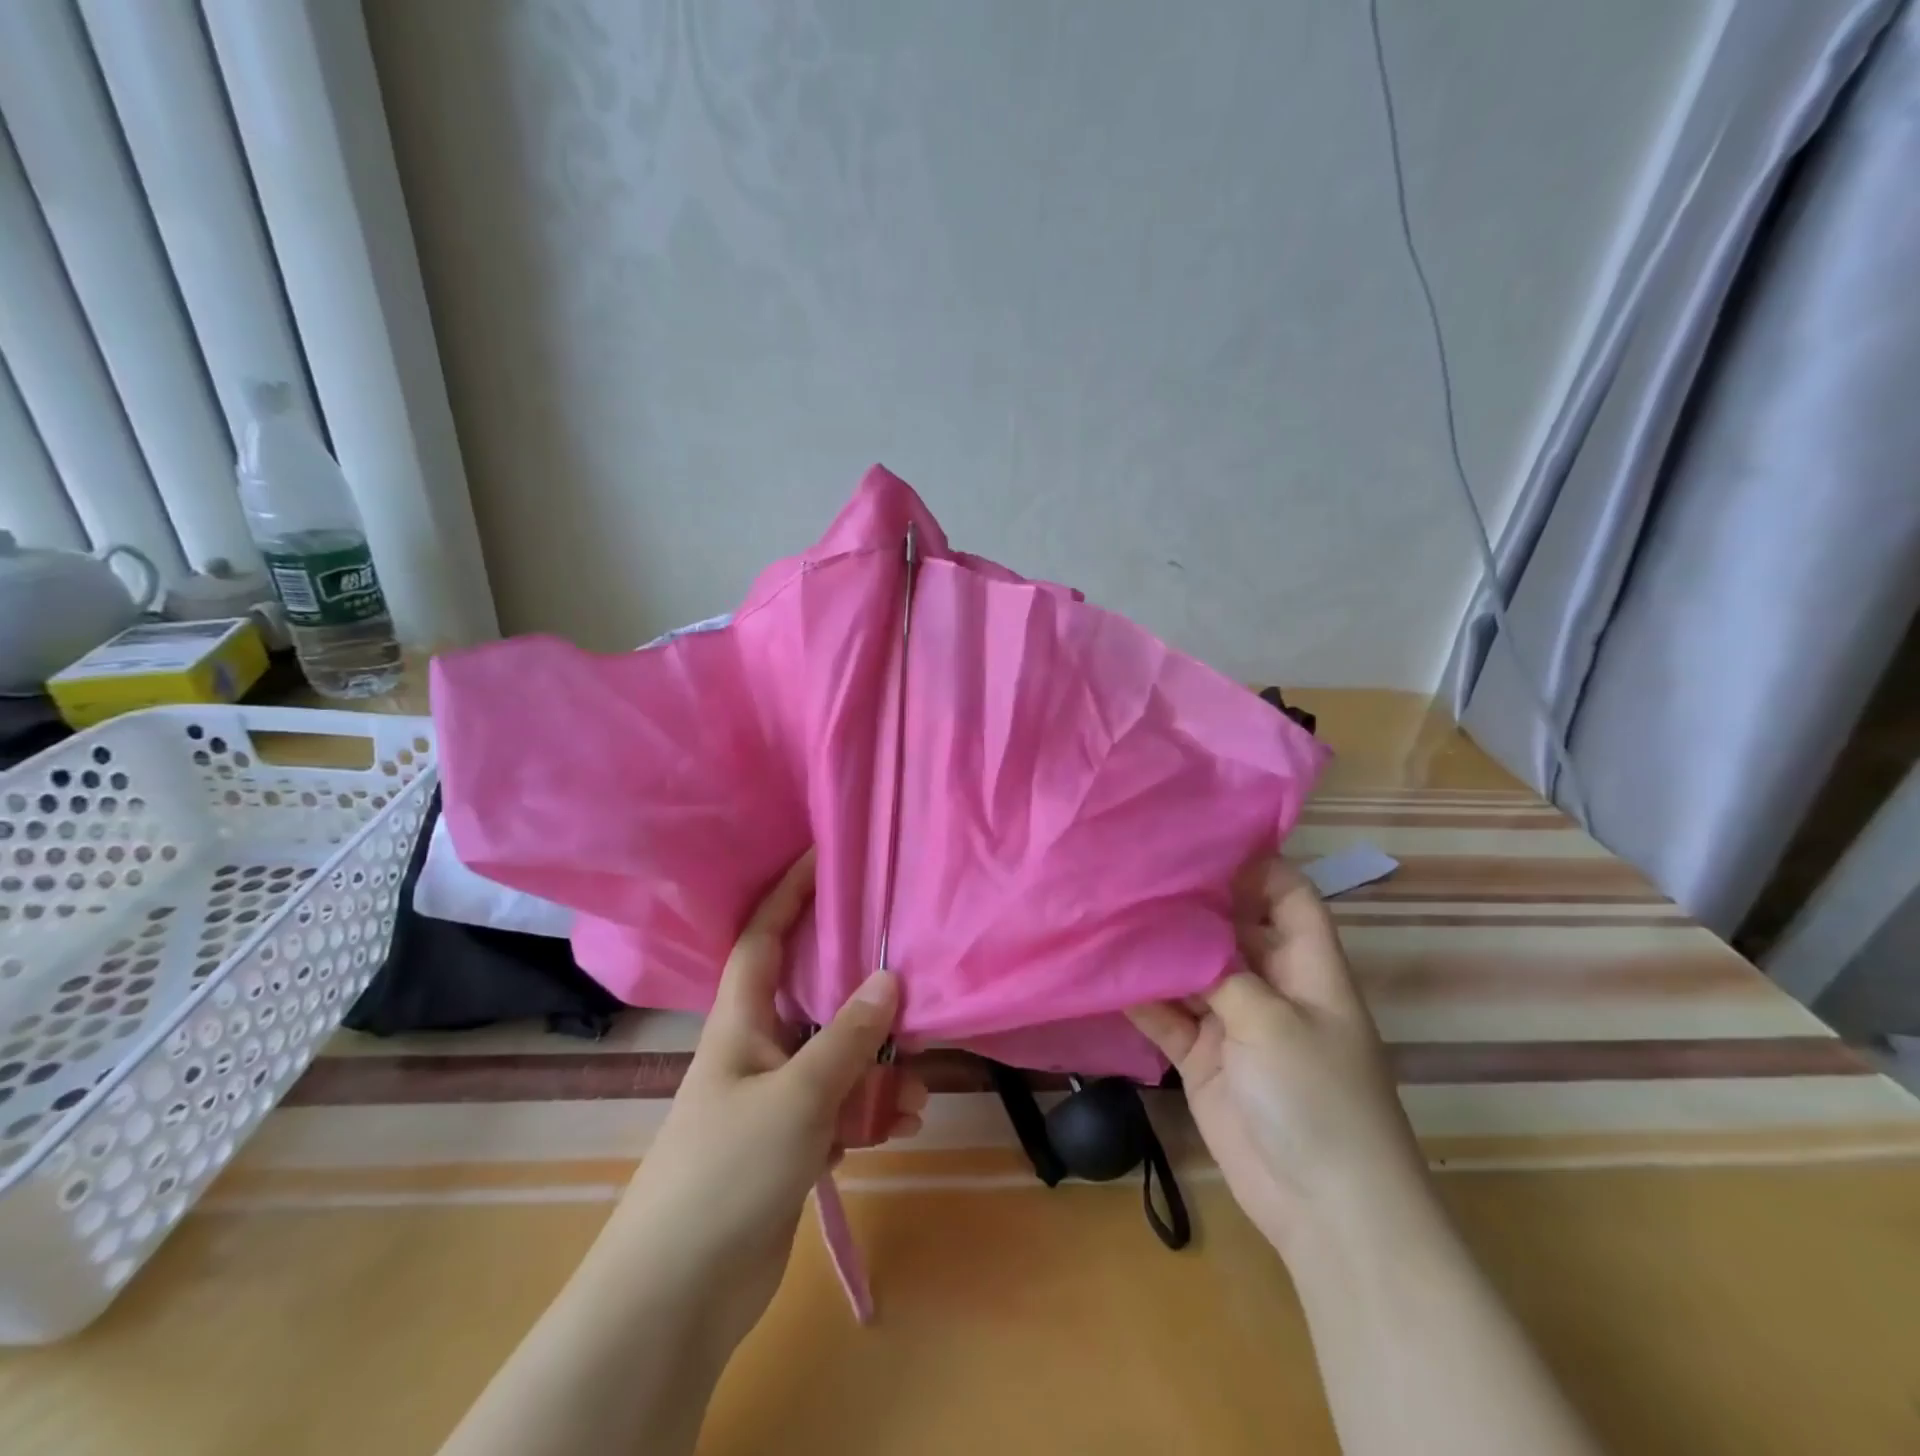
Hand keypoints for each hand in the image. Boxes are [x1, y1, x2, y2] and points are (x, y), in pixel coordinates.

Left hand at [597, 848, 928, 1355]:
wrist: (679, 1296)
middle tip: (907, 968)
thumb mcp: (797, 1096)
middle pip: (812, 997)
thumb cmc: (728, 1171)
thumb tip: (890, 979)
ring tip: (919, 1083)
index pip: (762, 938)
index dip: (788, 894)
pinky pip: (840, 1109)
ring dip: (877, 1067)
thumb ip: (847, 1037)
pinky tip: (905, 1124)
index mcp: (739, 1023)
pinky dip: (871, 1111)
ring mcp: (773, 1100)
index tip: (822, 856)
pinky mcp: (789, 1145)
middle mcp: (756, 1051)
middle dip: (858, 986)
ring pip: (835, 1059)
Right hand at [1128, 855, 1431, 1258]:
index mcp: (1307, 966)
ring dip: (1158, 950)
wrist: (1325, 1210)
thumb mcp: (1272, 1021)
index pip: (1287, 894)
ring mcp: (1235, 1022)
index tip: (1197, 836)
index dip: (1253, 863)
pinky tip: (1104, 972)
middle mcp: (1270, 984)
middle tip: (1133, 868)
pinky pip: (1168, 1016)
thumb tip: (1175, 927)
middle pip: (1230, 927)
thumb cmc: (1317, 1099)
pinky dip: (1142, 998)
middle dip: (1189, 902)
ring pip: (1191, 970)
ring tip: (1109, 909)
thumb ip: (1219, 970)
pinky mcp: (1204, 1058)